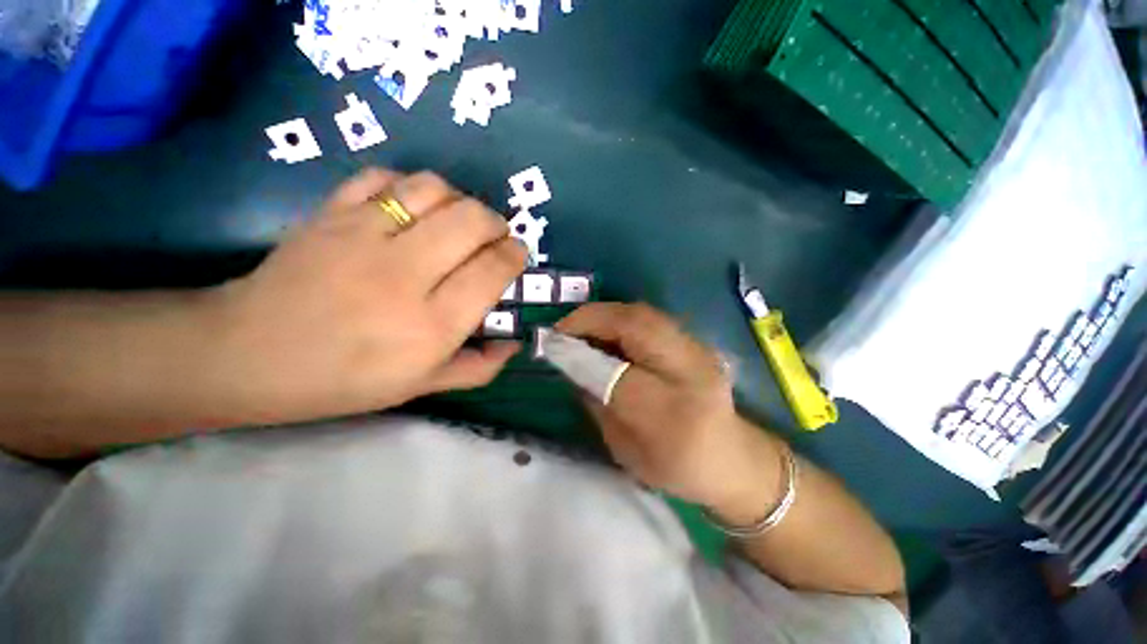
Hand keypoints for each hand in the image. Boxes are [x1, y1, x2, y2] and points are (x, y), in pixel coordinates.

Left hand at [205, 168, 526, 424]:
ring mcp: (362, 236)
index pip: (493, 271)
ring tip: (457, 219)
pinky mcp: (330, 213)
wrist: (249, 355)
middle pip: (472, 220)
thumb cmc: (345, 380)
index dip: (514, 255)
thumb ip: (479, 367)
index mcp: (431, 325)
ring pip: (433, 190)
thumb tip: (514, 343)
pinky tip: (413, 206)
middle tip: (493, 237)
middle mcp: (404, 275)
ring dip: (459, 199)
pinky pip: (385, 177)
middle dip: (496, 223)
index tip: (516, 254)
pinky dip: (410, 185)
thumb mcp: (422, 386)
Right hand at [556, 303, 781, 512]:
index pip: (619, 375)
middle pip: (636, 327)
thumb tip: (571, 363)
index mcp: (674, 417)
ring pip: (643, 314)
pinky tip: (605, 331)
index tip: (551, 347)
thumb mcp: (626, 450)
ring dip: (604, 315)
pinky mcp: (696, 341)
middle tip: (562, 329)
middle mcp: (691, 373)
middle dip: (591, 321)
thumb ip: (597, 403)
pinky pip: (650, 318)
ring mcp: (699, 351)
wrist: (733, 459)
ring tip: (579, 328)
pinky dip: (620, 318)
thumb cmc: (676, 467)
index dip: (580, 356)